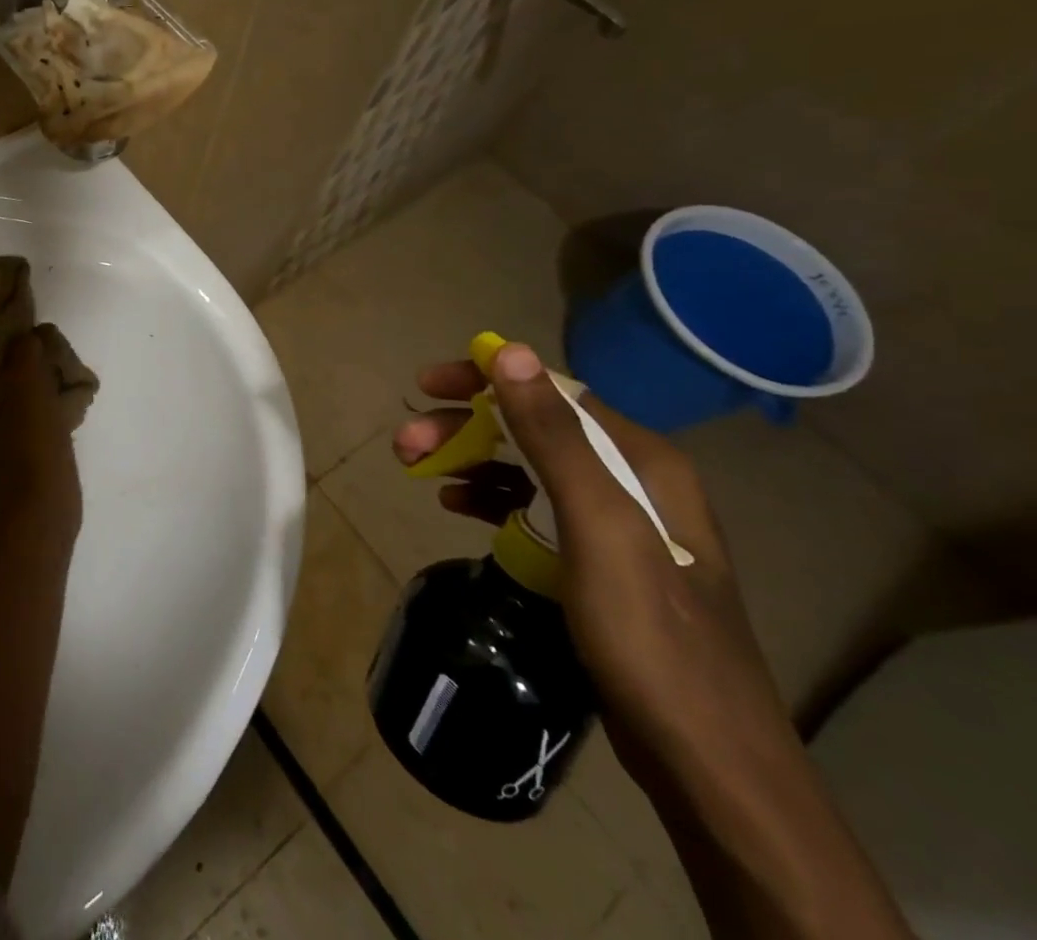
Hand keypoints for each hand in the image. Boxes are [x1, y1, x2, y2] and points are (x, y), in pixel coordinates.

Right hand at [394, 342, 792, 786]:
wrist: (708, 762)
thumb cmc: (650, 635)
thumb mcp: (598, 527)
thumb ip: (554, 436)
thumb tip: (508, 352)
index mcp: (641, 460)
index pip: (551, 391)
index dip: (483, 379)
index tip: (425, 385)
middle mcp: (632, 480)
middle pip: (532, 428)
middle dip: (463, 426)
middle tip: (406, 445)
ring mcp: (616, 523)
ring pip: (527, 466)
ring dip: (470, 460)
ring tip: (418, 472)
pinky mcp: (598, 561)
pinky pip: (532, 507)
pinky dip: (491, 498)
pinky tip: (456, 506)